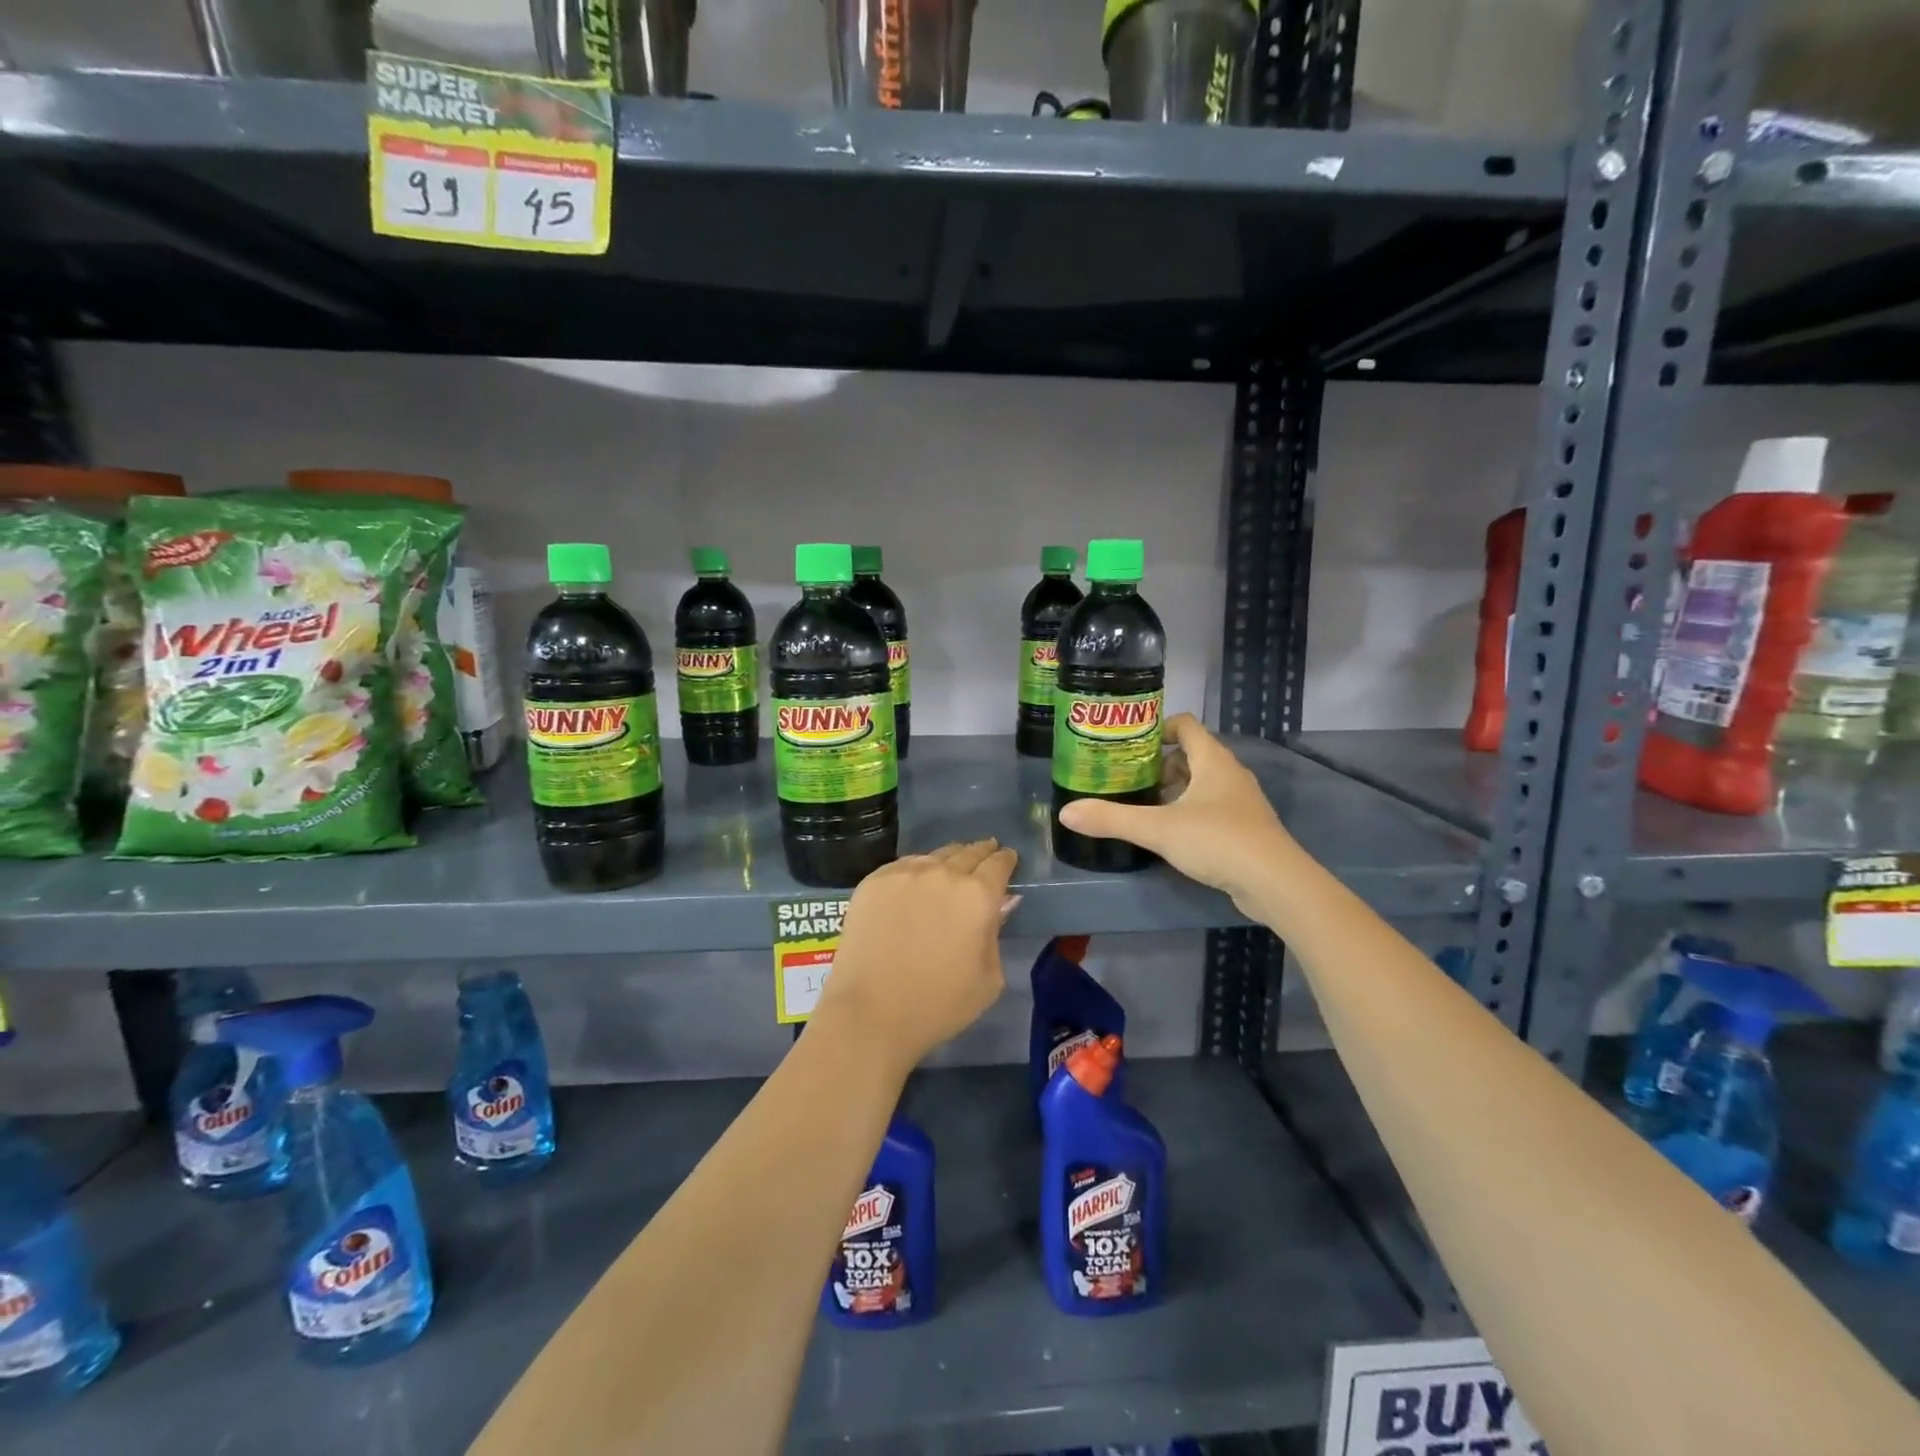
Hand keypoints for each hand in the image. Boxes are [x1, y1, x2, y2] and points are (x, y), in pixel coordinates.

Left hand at [815, 839, 1018, 1068]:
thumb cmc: (938, 1005)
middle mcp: (943, 874)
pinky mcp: (874, 881)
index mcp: (978, 896)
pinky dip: (917, 869)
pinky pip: (903, 865)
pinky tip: (917, 880)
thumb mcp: (988, 979)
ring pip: (935, 856)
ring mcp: (905, 874)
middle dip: (981, 852)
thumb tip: (997, 906)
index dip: (1005, 860)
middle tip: (986, 852)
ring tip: (951, 865)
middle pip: (968, 852)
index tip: (1007, 858)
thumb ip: (995, 934)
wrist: (870, 1012)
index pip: (998, 864)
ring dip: (949, 859)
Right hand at [1057, 713, 1300, 915]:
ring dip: (1174, 791)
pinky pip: (1212, 808)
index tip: (1129, 745)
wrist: (1275, 883)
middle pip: (1191, 755)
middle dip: (1159, 766)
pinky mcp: (1246, 829)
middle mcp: (1230, 774)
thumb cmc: (1217, 841)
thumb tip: (1066, 813)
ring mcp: (1241, 802)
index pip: (1185, 725)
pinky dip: (1190, 812)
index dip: (1157, 728)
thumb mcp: (1158, 829)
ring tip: (1144, 807)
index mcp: (1213, 760)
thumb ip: (1112, 819)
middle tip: (1129, 780)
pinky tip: (1171, 835)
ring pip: (1202, 784)